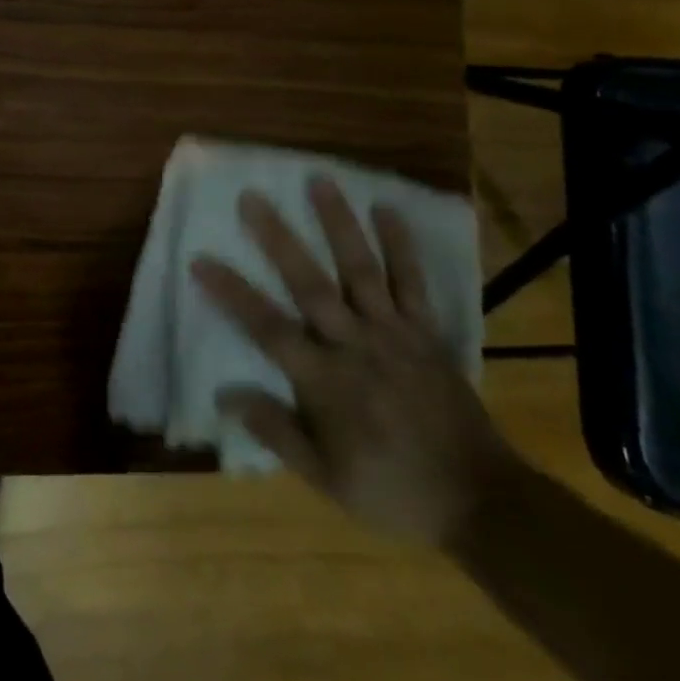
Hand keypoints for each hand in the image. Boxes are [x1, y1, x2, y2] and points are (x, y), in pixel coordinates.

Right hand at [193, 180, 514, 546]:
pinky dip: (401, 244)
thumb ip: (276, 431)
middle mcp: (355, 344)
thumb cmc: (392, 489)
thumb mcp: (326, 479)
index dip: (232, 293)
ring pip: (361, 269)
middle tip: (252, 197)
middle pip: (310, 284)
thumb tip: (225, 393)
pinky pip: (413, 281)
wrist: (479, 500)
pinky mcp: (426, 330)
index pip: (268, 328)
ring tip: (319, 180)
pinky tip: (387, 209)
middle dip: (278, 239)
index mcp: (326, 381)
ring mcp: (394, 332)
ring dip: (339, 223)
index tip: (200, 259)